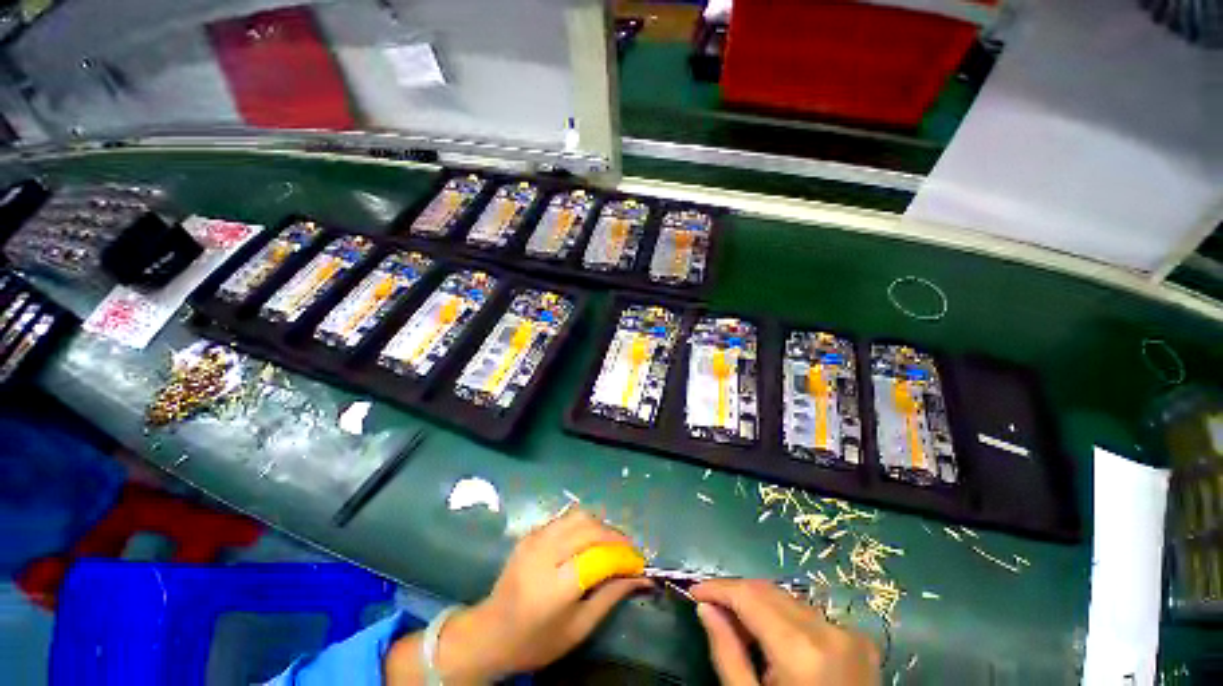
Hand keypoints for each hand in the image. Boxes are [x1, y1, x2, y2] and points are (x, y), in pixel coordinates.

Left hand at [420, 506, 651, 683]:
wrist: (490, 632)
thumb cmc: (536, 640)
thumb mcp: (578, 628)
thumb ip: (611, 597)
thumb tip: (642, 578)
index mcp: (555, 586)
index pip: (599, 557)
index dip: (623, 556)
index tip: (640, 562)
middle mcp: (544, 554)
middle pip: (590, 529)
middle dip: (616, 536)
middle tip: (629, 551)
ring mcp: (535, 539)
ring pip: (579, 516)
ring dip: (601, 526)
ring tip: (612, 543)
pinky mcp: (531, 533)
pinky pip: (565, 518)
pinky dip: (584, 524)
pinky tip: (589, 539)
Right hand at [692, 579, 880, 685]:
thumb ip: (727, 653)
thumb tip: (704, 607)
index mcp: (802, 651)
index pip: (749, 596)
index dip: (718, 588)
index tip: (693, 590)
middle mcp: (829, 631)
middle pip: (769, 591)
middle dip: (736, 593)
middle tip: (711, 606)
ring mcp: (849, 634)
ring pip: (789, 599)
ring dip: (758, 603)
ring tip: (737, 622)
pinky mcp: (860, 640)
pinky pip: (809, 614)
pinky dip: (784, 616)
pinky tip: (770, 634)